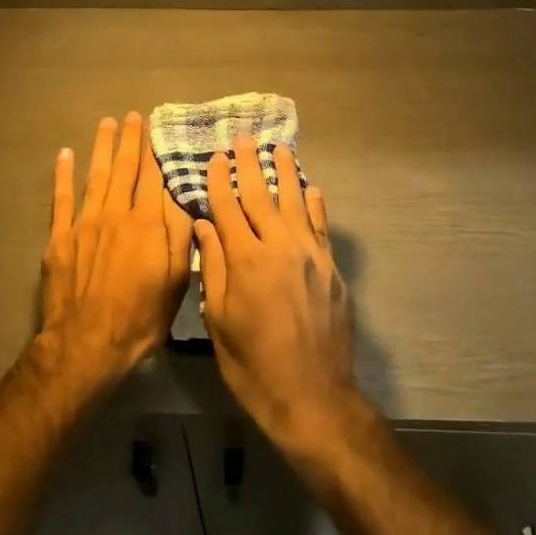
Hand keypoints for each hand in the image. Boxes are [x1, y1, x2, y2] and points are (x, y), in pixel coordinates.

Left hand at [36, 113, 194, 392]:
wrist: (87, 342)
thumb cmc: (140, 317)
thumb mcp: (175, 281)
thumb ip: (179, 236)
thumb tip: (182, 198)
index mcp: (148, 225)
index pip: (154, 178)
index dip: (156, 152)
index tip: (158, 129)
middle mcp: (117, 214)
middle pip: (125, 169)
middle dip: (130, 140)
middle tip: (132, 116)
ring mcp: (85, 222)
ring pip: (96, 175)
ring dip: (102, 147)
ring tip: (107, 123)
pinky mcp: (60, 237)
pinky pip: (62, 198)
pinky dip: (64, 174)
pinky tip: (66, 154)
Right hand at [195, 135, 359, 447]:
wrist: (312, 396)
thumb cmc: (253, 364)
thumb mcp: (219, 321)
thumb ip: (214, 267)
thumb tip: (204, 224)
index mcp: (246, 260)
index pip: (228, 209)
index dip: (219, 181)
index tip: (214, 157)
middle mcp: (280, 247)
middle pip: (262, 196)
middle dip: (250, 165)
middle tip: (244, 138)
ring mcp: (311, 256)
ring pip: (296, 204)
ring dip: (286, 173)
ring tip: (280, 148)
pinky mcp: (331, 269)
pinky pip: (322, 227)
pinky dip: (316, 206)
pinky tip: (312, 189)